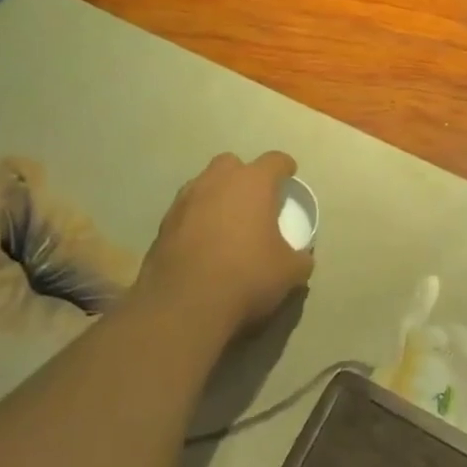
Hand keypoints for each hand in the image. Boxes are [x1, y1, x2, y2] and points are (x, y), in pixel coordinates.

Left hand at [137, 152, 311, 335]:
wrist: (184, 305)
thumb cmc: (246, 276)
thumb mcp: (288, 272)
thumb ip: (300, 258)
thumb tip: (302, 259)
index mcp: (253, 183)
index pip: (274, 161)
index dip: (285, 167)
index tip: (289, 176)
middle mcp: (217, 181)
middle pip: (232, 163)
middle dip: (243, 175)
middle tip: (253, 199)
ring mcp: (186, 200)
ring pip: (204, 184)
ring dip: (216, 195)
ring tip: (225, 222)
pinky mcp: (164, 224)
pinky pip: (186, 211)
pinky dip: (195, 219)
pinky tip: (202, 243)